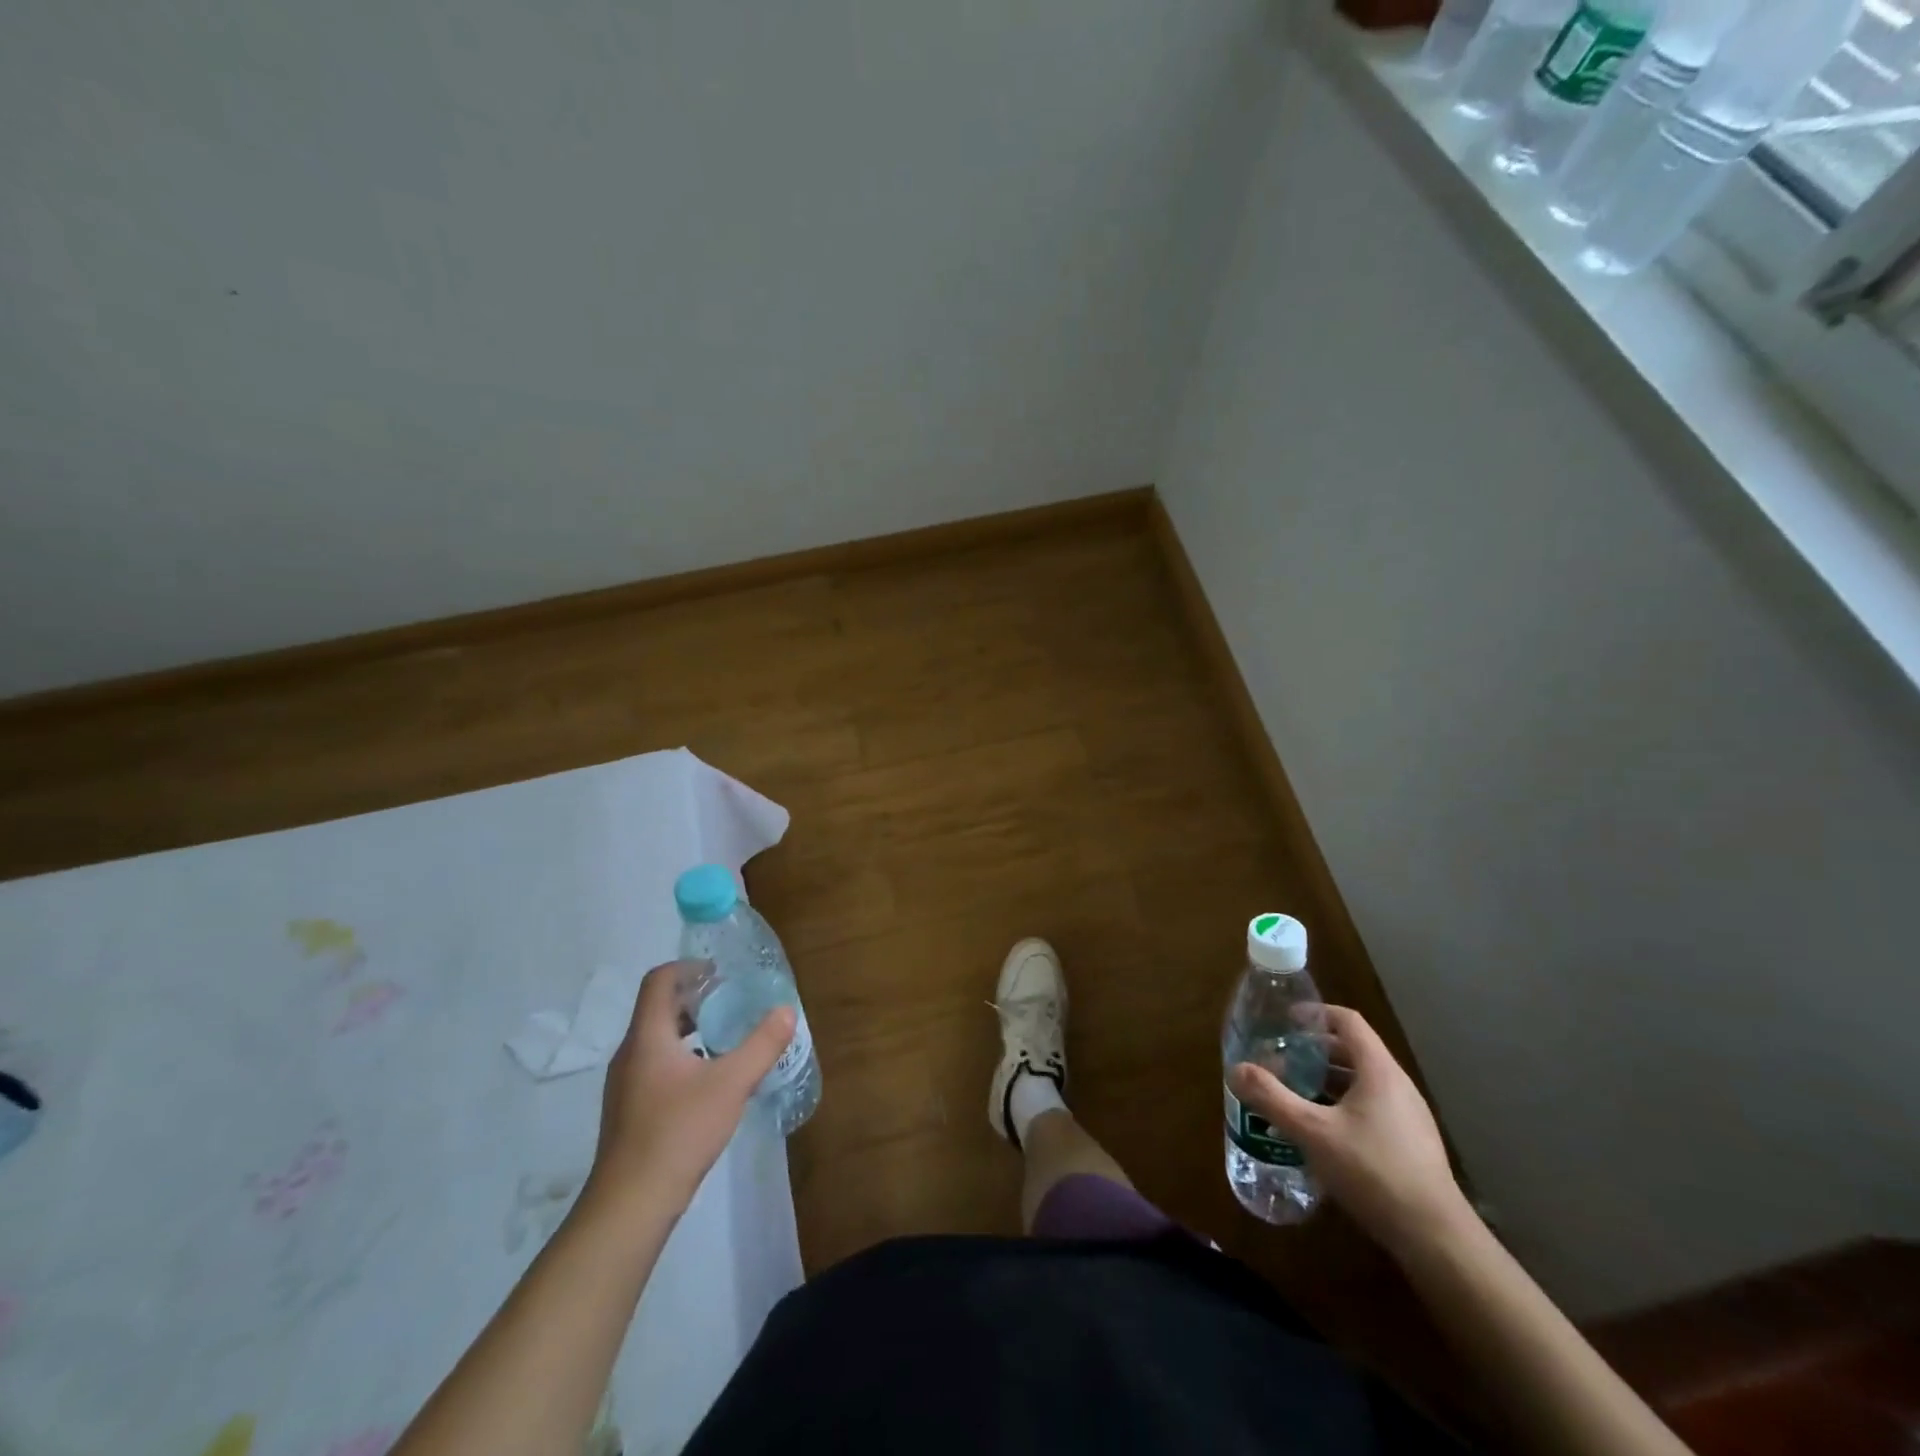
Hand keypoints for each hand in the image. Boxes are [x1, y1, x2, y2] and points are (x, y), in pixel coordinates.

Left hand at [586, 960, 794, 1217]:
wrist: (630, 1205)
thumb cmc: (679, 1132)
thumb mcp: (732, 1084)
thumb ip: (762, 1044)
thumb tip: (787, 1009)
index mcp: (647, 1037)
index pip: (659, 980)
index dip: (688, 967)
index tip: (720, 973)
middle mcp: (630, 1053)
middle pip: (658, 1008)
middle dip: (695, 998)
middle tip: (731, 1002)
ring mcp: (625, 1085)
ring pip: (656, 1039)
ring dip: (689, 1028)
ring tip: (725, 1038)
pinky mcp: (628, 1110)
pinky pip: (655, 1065)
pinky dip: (682, 1056)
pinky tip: (708, 1081)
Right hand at [1229, 1005, 1467, 1257]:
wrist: (1436, 1239)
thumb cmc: (1373, 1171)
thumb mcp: (1312, 1132)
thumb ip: (1272, 1098)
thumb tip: (1236, 1069)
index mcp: (1379, 1071)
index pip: (1348, 1021)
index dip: (1316, 1014)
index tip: (1285, 1021)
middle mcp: (1397, 1086)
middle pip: (1353, 1051)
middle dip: (1314, 1051)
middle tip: (1281, 1059)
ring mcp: (1409, 1117)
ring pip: (1361, 1082)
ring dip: (1326, 1081)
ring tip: (1294, 1093)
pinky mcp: (1410, 1145)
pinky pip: (1371, 1108)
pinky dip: (1342, 1106)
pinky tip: (1321, 1133)